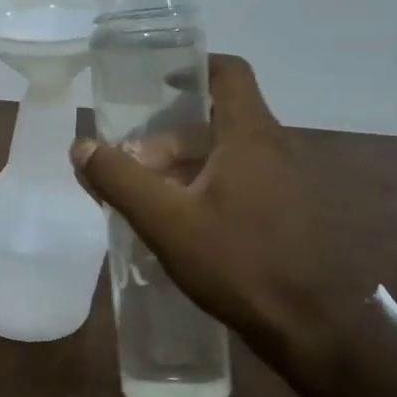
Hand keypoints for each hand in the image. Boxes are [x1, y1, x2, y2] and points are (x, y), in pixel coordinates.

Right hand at [70, 54, 360, 378]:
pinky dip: (206, 190)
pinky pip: (242, 183)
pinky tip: (182, 228)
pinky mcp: (291, 214)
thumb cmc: (240, 263)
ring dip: (184, 168)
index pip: (228, 73)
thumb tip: (81, 146)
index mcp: (251, 136)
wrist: (315, 328)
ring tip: (148, 200)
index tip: (155, 85)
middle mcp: (276, 149)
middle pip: (217, 121)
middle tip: (132, 166)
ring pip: (227, 156)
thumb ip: (119, 180)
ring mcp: (289, 183)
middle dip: (168, 138)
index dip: (192, 67)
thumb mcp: (166, 221)